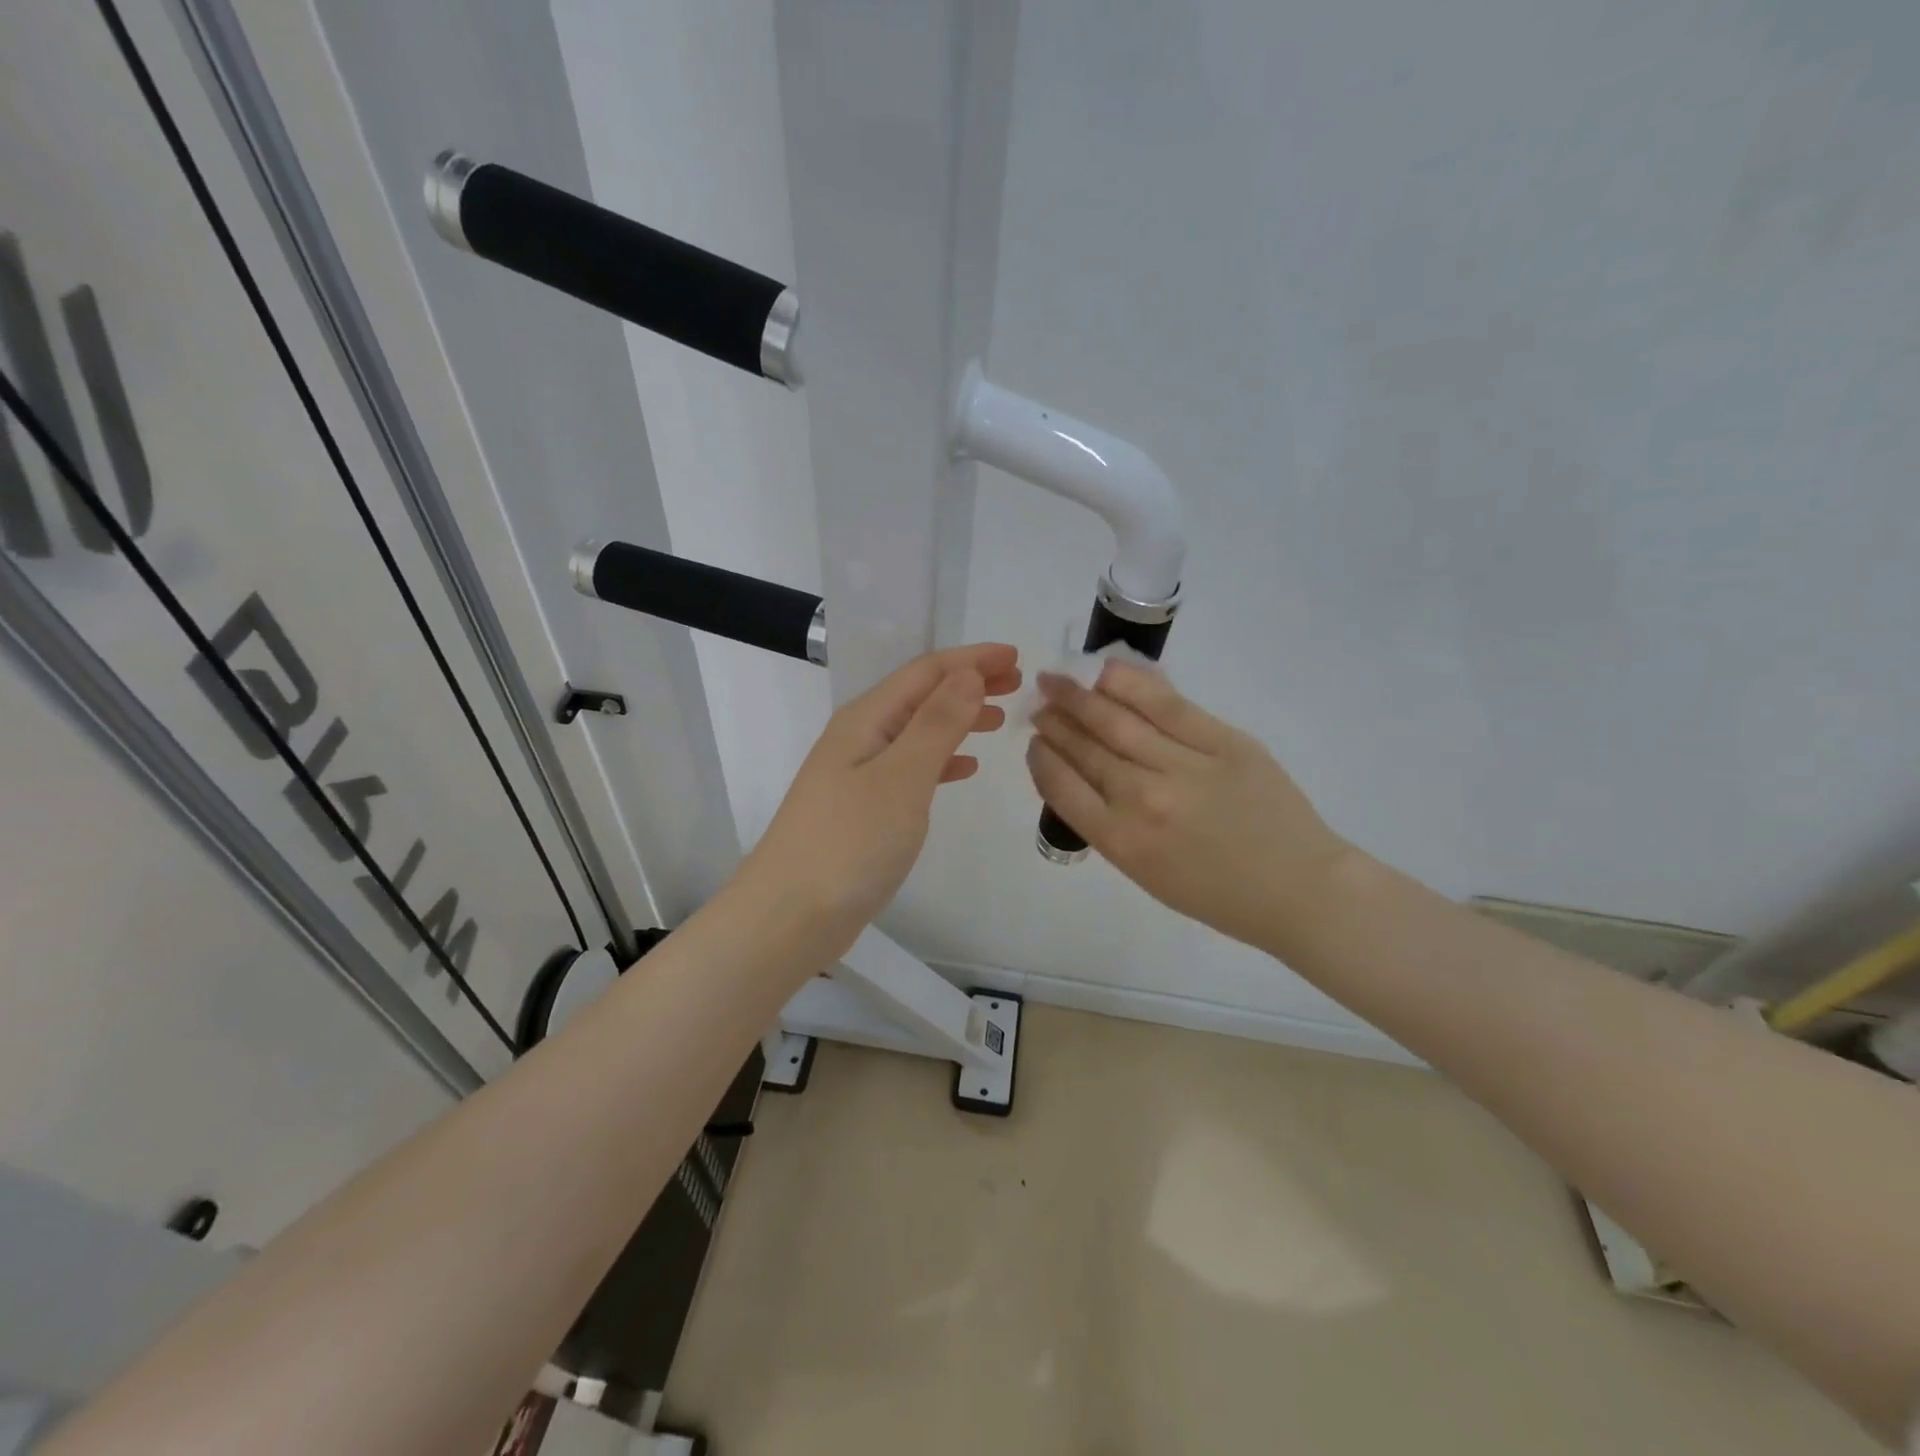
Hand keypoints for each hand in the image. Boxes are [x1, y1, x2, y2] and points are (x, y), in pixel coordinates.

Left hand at [741, 643, 1020, 954]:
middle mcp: (860, 737)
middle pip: (921, 696)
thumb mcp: (902, 777)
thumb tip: (968, 675)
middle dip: (968, 684)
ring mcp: (858, 774)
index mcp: (866, 719)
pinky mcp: (862, 808)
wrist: (790, 915)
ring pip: (918, 731)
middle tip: (1016, 684)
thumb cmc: (850, 843)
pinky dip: (941, 760)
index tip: (1017, 656)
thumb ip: (937, 724)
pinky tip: (964, 769)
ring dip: (958, 720)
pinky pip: (911, 767)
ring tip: (998, 721)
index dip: (972, 660)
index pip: (926, 672)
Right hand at [1027, 661, 1351, 952]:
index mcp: (1121, 841)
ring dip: (1079, 697)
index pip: (1061, 785)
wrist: (1298, 889)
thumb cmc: (1217, 894)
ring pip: (1117, 719)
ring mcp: (1185, 766)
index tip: (1035, 741)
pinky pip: (1167, 704)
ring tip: (1057, 680)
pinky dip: (1132, 684)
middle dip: (1055, 721)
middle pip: (1085, 747)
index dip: (1041, 757)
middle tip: (1040, 701)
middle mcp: (1144, 799)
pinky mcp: (1223, 742)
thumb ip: (1108, 824)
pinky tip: (1107, 671)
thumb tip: (1079, 773)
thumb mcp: (1145, 874)